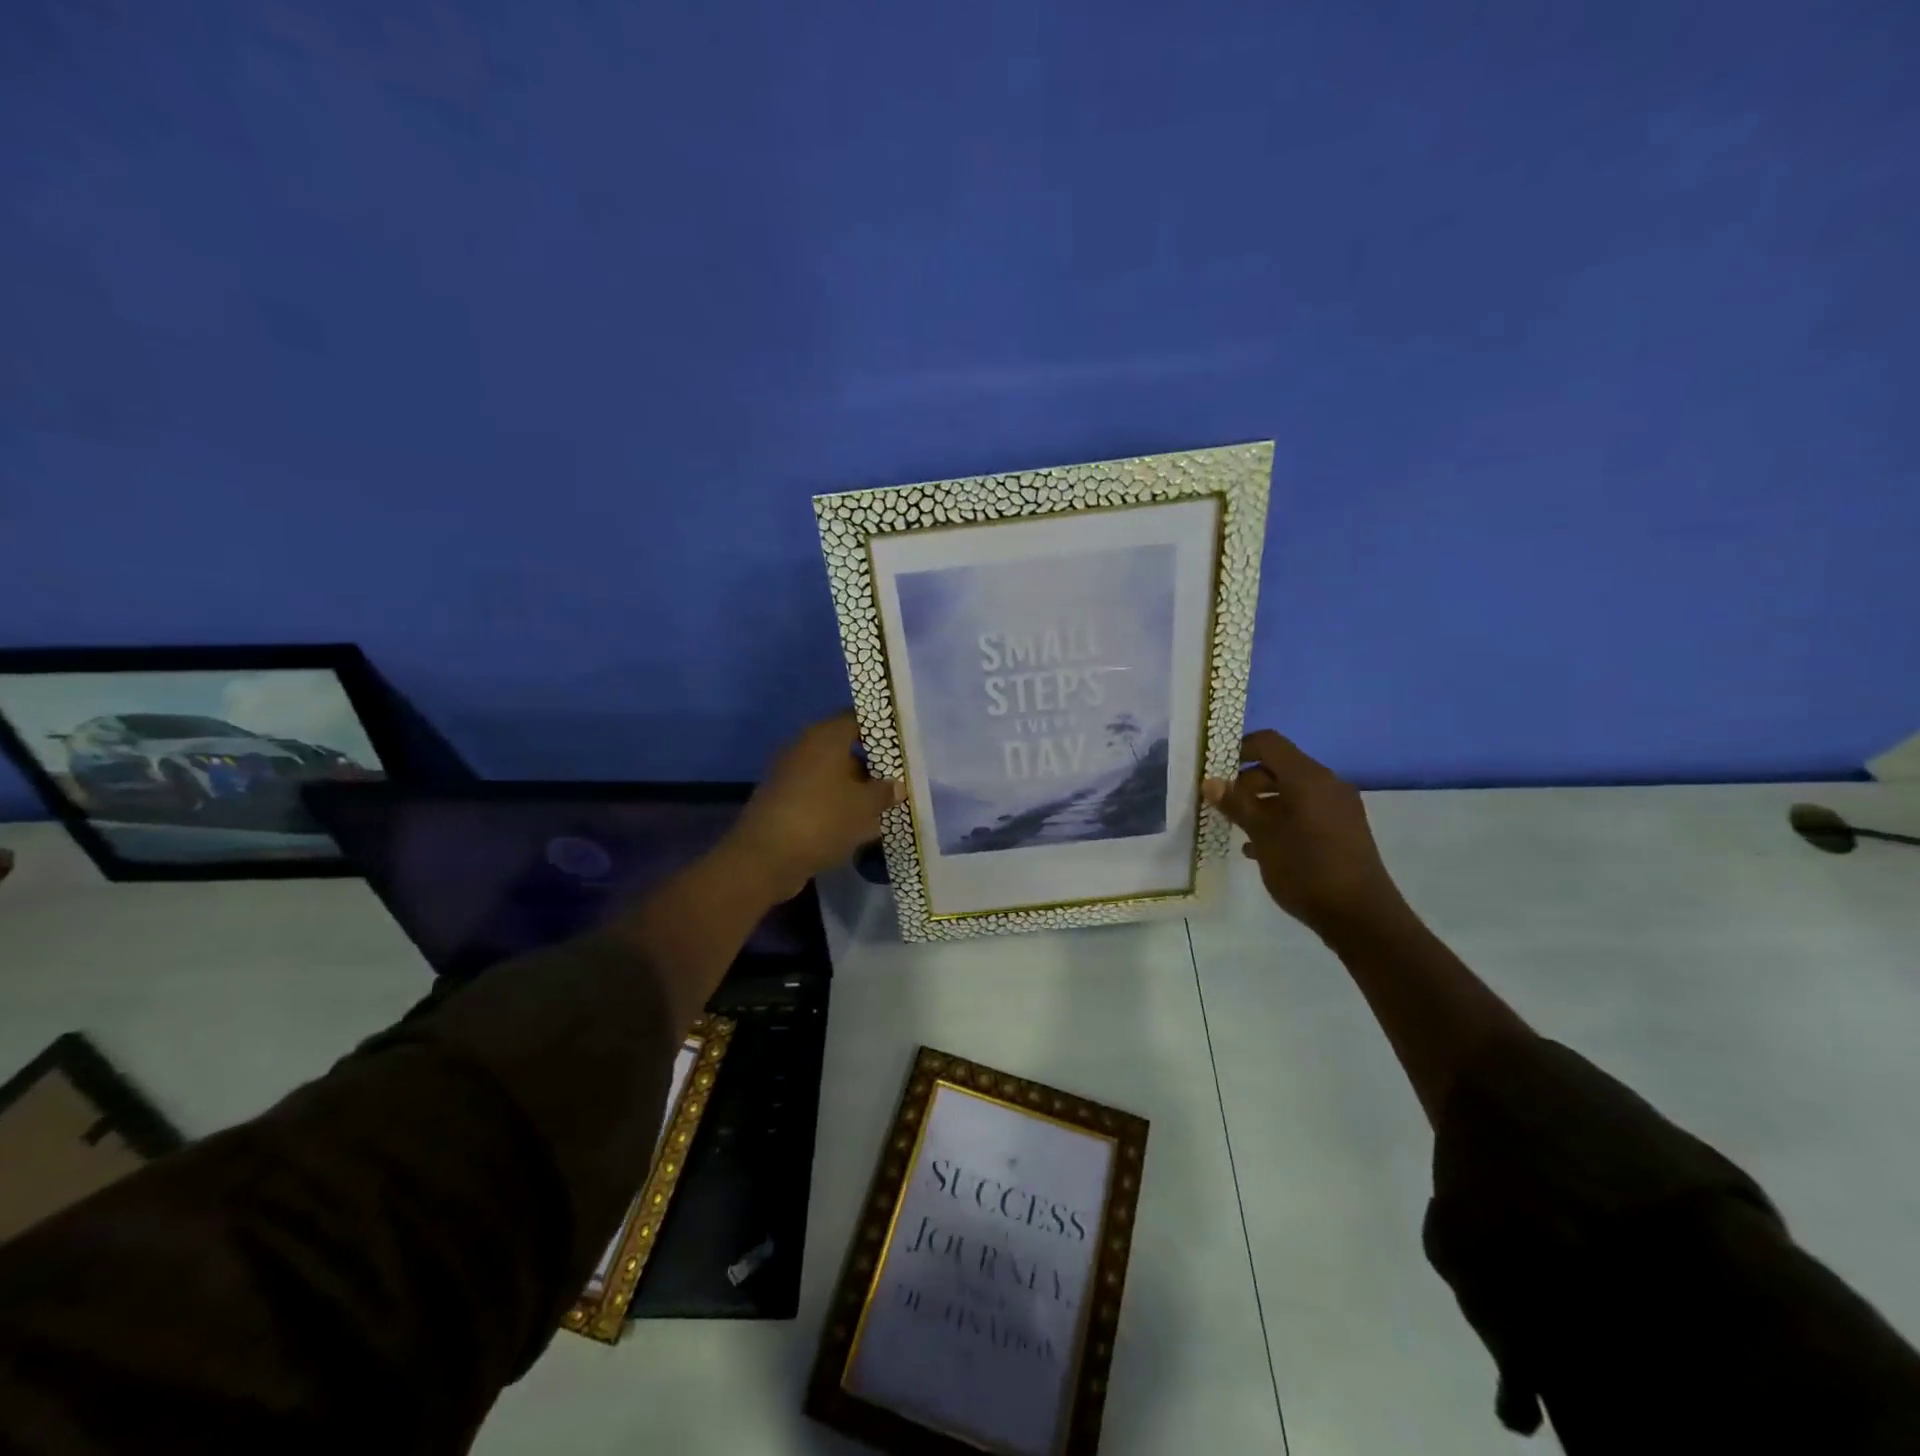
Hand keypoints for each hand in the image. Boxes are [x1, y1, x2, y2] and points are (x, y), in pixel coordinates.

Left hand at [723, 710, 904, 901]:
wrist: (765, 857)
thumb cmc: (823, 819)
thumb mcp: (865, 806)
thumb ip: (885, 792)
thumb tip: (897, 785)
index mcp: (825, 737)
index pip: (856, 719)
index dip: (879, 729)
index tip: (900, 744)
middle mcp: (804, 748)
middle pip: (843, 748)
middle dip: (870, 765)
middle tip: (895, 780)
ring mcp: (789, 775)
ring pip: (830, 775)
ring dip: (854, 788)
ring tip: (881, 808)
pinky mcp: (782, 801)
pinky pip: (817, 795)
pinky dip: (836, 805)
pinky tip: (856, 826)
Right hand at [1203, 729, 1407, 938]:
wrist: (1360, 916)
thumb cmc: (1306, 868)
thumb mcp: (1262, 835)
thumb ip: (1236, 804)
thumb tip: (1210, 781)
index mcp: (1308, 777)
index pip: (1269, 743)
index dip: (1239, 749)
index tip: (1215, 769)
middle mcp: (1327, 784)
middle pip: (1279, 766)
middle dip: (1247, 781)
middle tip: (1221, 803)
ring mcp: (1338, 807)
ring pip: (1292, 791)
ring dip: (1262, 803)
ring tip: (1237, 827)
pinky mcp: (1343, 829)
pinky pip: (1305, 811)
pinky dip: (1281, 819)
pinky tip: (1260, 848)